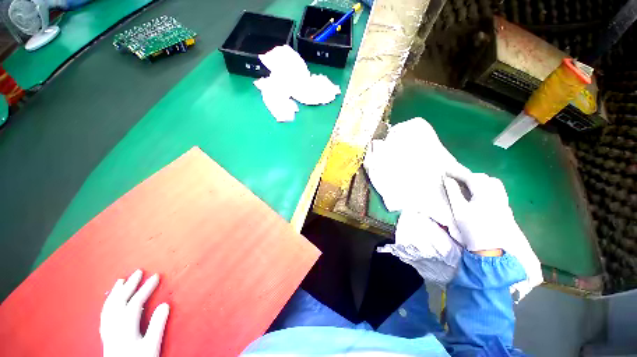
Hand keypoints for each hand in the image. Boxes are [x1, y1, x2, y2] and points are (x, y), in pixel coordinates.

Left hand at [100, 270, 169, 356]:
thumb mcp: (151, 346)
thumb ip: (157, 325)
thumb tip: (164, 304)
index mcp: (125, 328)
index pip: (135, 302)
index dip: (146, 288)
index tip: (156, 276)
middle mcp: (113, 326)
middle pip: (119, 301)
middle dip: (130, 284)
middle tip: (138, 271)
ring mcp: (107, 331)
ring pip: (109, 306)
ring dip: (116, 291)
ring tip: (121, 280)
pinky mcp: (105, 336)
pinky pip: (104, 315)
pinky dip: (108, 303)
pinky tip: (110, 301)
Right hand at [443, 173, 518, 251]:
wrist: (489, 247)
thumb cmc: (471, 228)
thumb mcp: (458, 209)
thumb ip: (453, 192)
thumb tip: (447, 179)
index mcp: (485, 194)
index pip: (471, 177)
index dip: (457, 173)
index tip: (446, 171)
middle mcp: (497, 194)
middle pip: (483, 177)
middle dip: (468, 175)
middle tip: (454, 178)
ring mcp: (503, 200)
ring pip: (492, 182)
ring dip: (479, 179)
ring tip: (467, 183)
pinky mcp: (505, 206)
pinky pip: (497, 189)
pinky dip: (487, 185)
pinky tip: (479, 192)